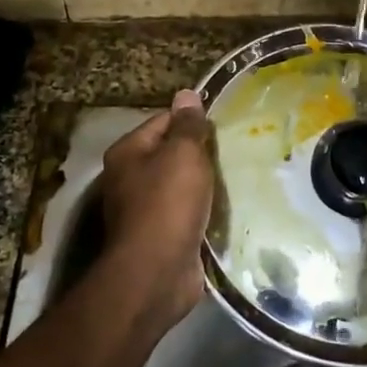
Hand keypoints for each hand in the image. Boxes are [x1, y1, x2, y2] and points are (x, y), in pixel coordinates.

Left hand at [99, 90, 216, 325]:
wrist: (157, 272)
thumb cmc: (168, 204)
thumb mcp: (183, 154)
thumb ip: (188, 125)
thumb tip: (186, 94)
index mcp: (128, 152)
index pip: (163, 121)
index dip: (192, 121)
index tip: (224, 126)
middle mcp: (130, 178)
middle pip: (172, 154)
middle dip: (202, 154)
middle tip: (237, 150)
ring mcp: (144, 210)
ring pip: (182, 186)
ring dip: (206, 184)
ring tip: (239, 177)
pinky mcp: (162, 236)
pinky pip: (188, 213)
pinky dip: (205, 211)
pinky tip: (228, 208)